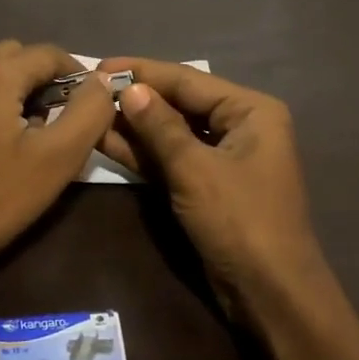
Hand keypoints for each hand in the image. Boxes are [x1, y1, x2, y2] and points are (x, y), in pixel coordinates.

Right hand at [96, 58, 329, 317]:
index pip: (188, 80)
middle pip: (180, 104)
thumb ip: (160, 127)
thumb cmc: (240, 221)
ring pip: (173, 133)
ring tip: (89, 111)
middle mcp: (241, 126)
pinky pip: (172, 159)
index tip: (99, 65)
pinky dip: (144, 153)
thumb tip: (129, 89)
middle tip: (88, 89)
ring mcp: (224, 158)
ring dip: (135, 126)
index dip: (142, 72)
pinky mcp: (208, 186)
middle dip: (136, 98)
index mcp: (251, 111)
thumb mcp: (195, 170)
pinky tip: (106, 140)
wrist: (270, 294)